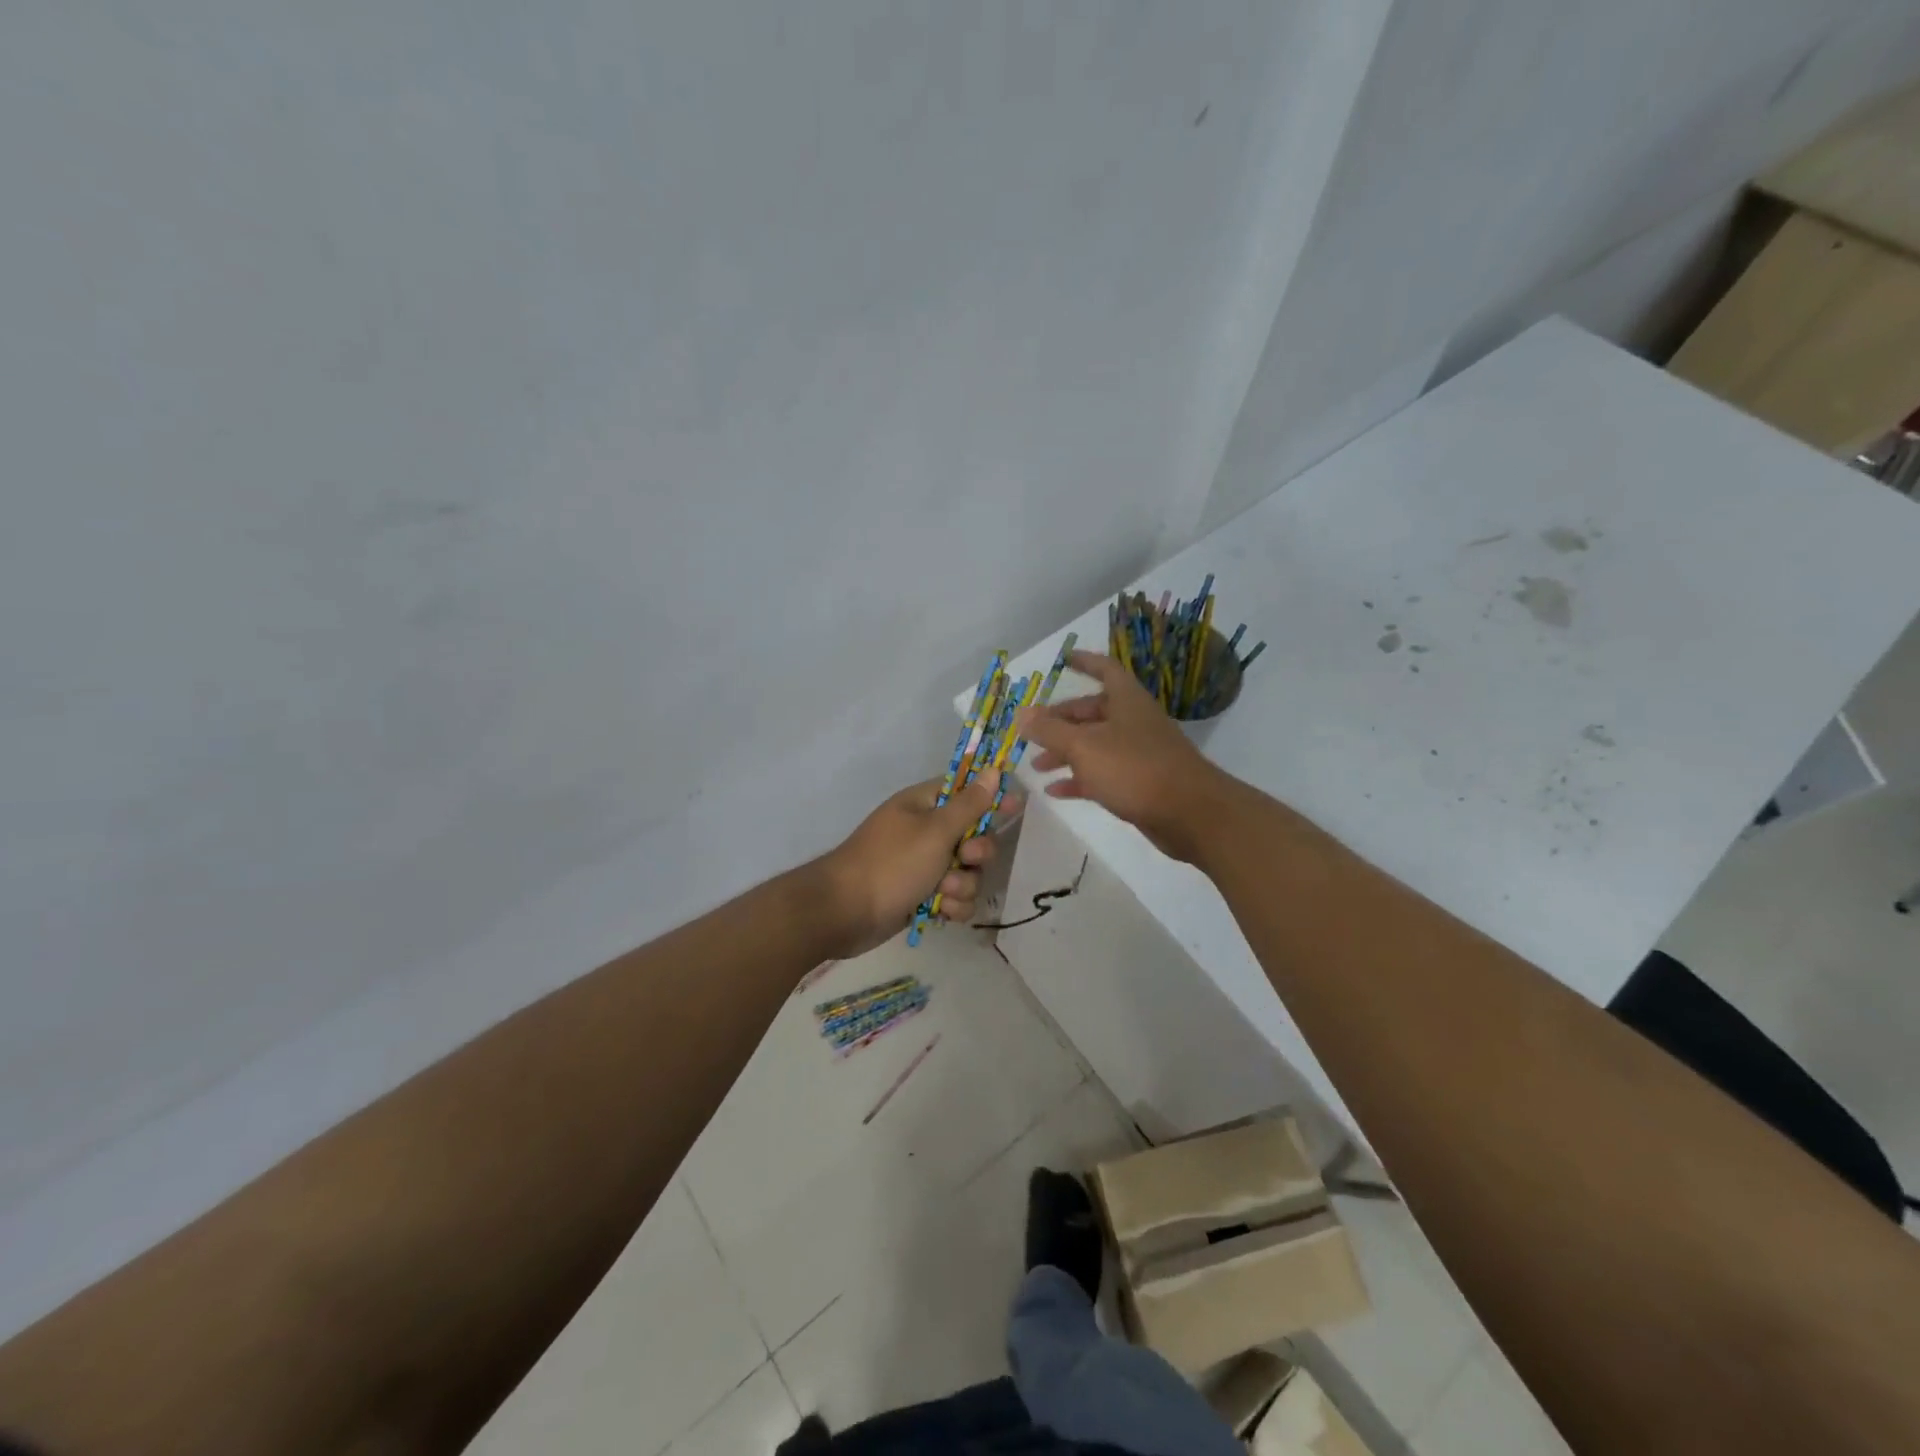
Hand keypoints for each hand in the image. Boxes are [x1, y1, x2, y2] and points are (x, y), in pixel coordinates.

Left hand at [814, 772, 1016, 957]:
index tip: (1015, 806)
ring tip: (941, 894)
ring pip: (967, 873)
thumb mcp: (934, 831)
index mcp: (924, 805)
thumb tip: (993, 770)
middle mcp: (925, 832)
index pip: (966, 792)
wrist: (844, 913)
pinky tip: (939, 912)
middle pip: (974, 837)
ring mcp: (923, 866)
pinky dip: (951, 906)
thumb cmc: (890, 863)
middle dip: (976, 854)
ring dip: (962, 886)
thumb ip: (969, 804)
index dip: (991, 798)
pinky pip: (954, 898)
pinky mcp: (922, 896)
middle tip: (965, 860)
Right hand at [1016, 651, 1237, 862]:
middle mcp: (1133, 721)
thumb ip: (1050, 731)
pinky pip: (1103, 774)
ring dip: (1065, 753)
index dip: (1084, 662)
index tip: (1063, 660)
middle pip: (1092, 712)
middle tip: (1032, 732)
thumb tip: (1022, 715)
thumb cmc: (1135, 769)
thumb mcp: (1084, 747)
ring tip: (1036, 766)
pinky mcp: (1140, 783)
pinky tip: (1055, 791)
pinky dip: (1079, 779)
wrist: (1190, 814)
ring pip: (1095, 745)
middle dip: (1060, 721)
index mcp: (1126, 700)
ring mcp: (1138, 753)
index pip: (1104, 669)